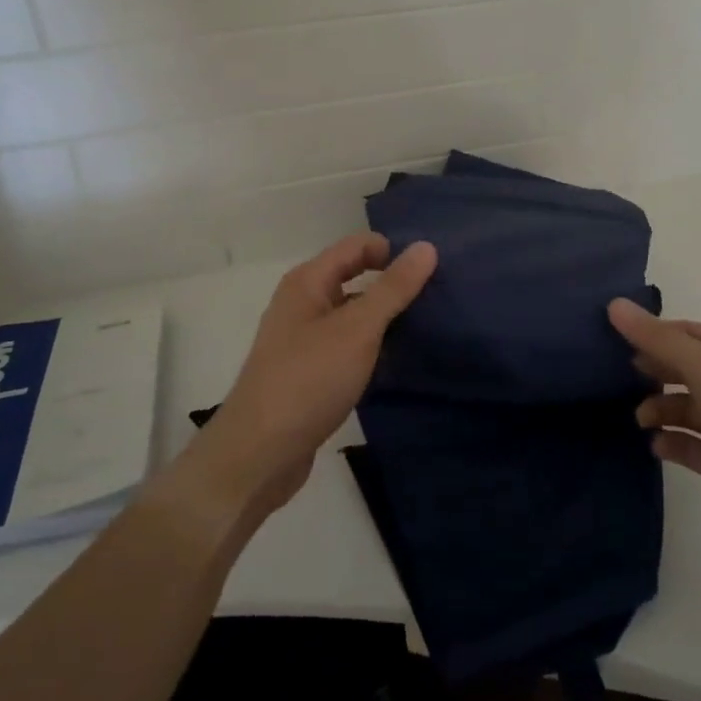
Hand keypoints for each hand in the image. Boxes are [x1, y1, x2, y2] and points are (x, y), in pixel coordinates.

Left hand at [173, 233, 436, 529]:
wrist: (260, 453)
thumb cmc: (308, 379)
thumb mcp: (358, 329)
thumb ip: (393, 288)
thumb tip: (426, 247)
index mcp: (307, 282)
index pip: (357, 246)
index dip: (393, 251)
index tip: (434, 270)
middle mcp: (303, 303)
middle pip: (355, 276)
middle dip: (393, 283)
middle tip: (439, 295)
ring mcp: (304, 339)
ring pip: (353, 313)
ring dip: (386, 317)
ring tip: (429, 325)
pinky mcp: (310, 372)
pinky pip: (348, 344)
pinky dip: (373, 345)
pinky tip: (400, 359)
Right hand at [608, 297, 700, 573]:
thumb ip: (661, 341)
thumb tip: (615, 305)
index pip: (690, 333)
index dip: (654, 334)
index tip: (612, 340)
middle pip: (688, 369)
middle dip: (655, 372)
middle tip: (618, 379)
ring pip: (690, 408)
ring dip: (661, 410)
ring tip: (641, 420)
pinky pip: (694, 445)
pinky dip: (674, 442)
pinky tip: (657, 447)